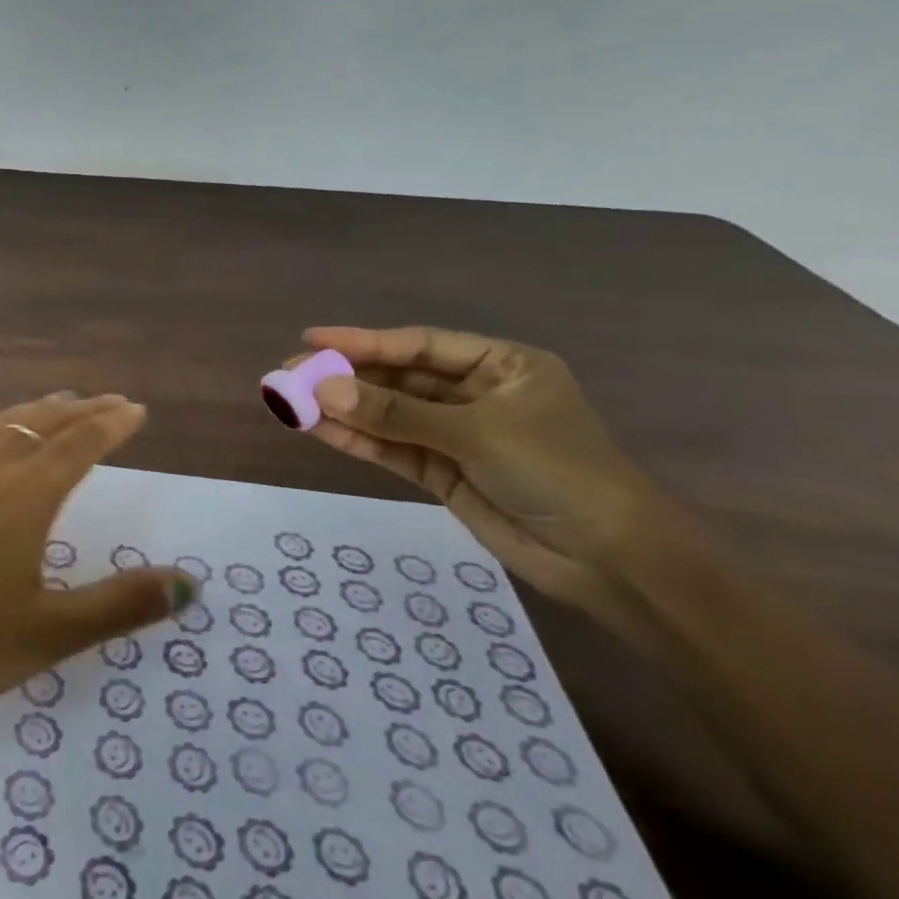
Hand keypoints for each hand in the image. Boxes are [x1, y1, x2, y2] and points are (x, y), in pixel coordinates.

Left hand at [0, 381, 194, 722]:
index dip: (112, 424)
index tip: (136, 409)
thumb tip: (189, 582)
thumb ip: (119, 604)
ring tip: (60, 398)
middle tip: (110, 401)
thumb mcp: (45, 634)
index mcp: (25, 495)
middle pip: (43, 423)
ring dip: (35, 407)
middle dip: (82, 410)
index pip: (81, 444)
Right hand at [287, 326, 694, 634]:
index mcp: (501, 366)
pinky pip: (389, 447)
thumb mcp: (475, 433)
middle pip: (398, 377)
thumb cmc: (558, 472)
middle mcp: (475, 394)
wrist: (609, 560)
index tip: (312, 338)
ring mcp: (455, 435)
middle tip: (289, 373)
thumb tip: (322, 388)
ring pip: (387, 414)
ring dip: (341, 408)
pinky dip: (354, 438)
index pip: (420, 344)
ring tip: (288, 399)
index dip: (364, 340)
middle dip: (345, 376)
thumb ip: (395, 412)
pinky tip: (315, 427)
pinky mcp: (441, 471)